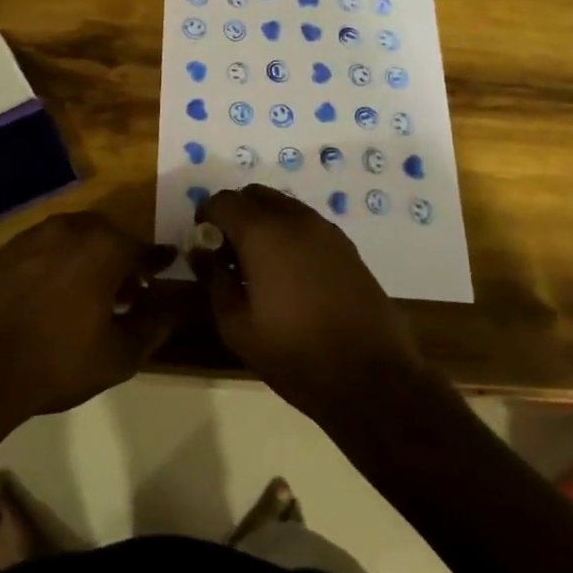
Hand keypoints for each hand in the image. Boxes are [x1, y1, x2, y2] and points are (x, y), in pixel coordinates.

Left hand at [0, 213, 179, 420]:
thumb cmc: (57, 361)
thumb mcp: (118, 356)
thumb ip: (151, 328)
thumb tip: (170, 311)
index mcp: (104, 247)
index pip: (142, 249)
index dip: (157, 261)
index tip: (168, 265)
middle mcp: (71, 228)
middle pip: (108, 237)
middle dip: (121, 260)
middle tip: (128, 292)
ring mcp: (34, 235)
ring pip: (75, 239)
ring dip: (89, 259)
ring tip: (91, 296)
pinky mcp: (7, 249)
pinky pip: (45, 249)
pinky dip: (59, 263)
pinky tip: (55, 295)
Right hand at [190, 185, 427, 419]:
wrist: (371, 378)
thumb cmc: (294, 354)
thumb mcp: (236, 326)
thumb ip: (213, 279)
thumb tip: (200, 251)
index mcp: (262, 233)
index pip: (223, 200)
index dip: (206, 217)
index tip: (203, 243)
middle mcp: (294, 218)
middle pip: (254, 195)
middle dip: (235, 214)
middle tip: (228, 251)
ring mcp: (325, 229)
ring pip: (283, 205)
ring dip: (264, 222)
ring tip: (259, 264)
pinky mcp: (346, 245)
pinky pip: (306, 223)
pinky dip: (289, 233)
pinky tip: (290, 273)